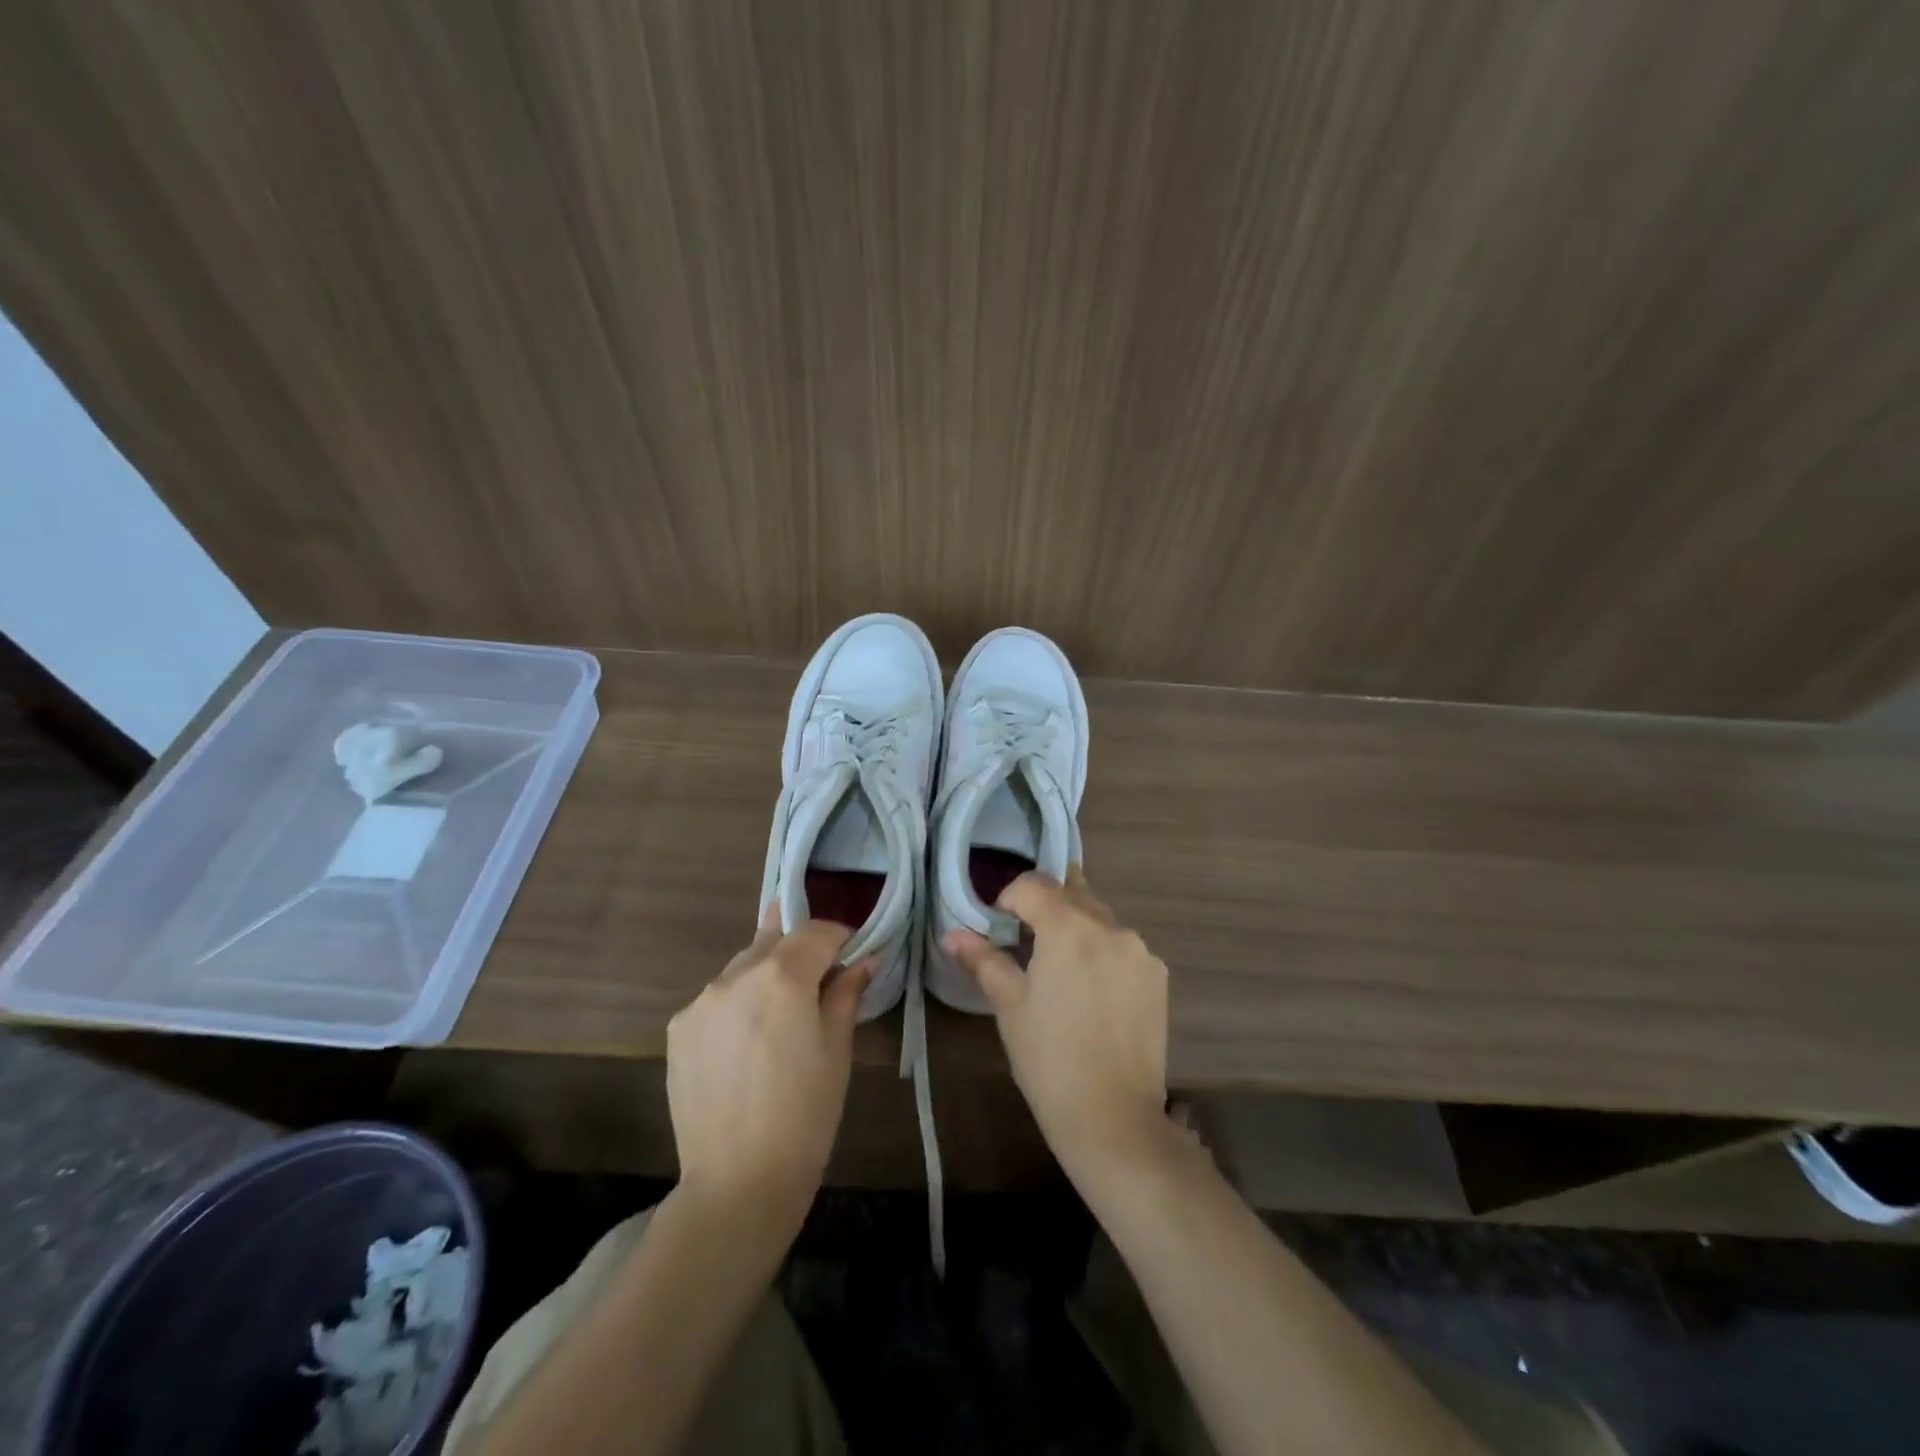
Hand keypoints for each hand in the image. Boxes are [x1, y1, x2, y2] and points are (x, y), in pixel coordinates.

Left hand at [666, 907, 873, 1224]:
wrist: (738, 1183)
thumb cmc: (806, 1114)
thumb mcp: (837, 1049)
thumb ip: (846, 993)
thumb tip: (863, 960)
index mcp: (782, 976)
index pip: (817, 930)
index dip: (841, 937)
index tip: (854, 955)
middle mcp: (735, 975)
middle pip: (775, 938)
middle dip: (801, 949)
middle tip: (820, 980)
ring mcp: (700, 1001)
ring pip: (742, 967)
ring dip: (766, 976)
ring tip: (780, 1017)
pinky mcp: (678, 1029)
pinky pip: (717, 999)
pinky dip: (737, 1005)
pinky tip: (747, 1044)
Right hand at [942, 868, 1172, 1183]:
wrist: (1113, 1119)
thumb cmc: (1048, 1059)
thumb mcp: (1009, 1005)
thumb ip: (982, 959)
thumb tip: (951, 935)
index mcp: (1069, 927)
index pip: (1033, 884)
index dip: (1009, 898)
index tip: (999, 927)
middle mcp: (1110, 926)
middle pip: (1070, 893)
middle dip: (1044, 908)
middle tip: (1025, 944)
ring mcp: (1140, 950)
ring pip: (1099, 918)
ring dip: (1076, 927)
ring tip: (1060, 970)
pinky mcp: (1158, 975)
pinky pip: (1122, 945)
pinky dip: (1102, 951)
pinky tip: (1092, 991)